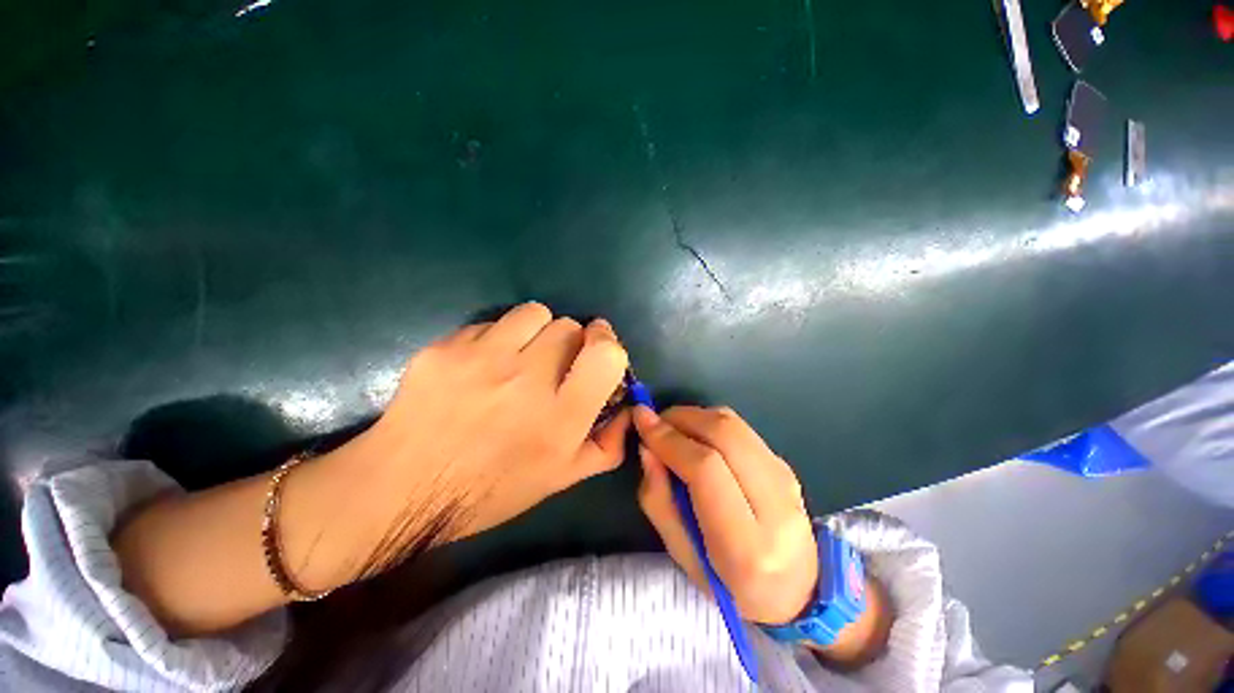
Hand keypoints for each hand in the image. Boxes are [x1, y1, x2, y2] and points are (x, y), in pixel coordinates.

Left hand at [341, 302, 631, 557]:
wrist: (401, 487)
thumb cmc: (488, 490)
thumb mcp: (560, 480)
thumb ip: (607, 445)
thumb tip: (631, 409)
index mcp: (560, 419)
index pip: (606, 355)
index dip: (607, 344)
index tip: (598, 347)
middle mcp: (528, 382)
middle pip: (570, 326)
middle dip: (571, 341)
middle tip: (554, 364)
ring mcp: (484, 359)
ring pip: (536, 313)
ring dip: (538, 330)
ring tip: (520, 356)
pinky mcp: (448, 347)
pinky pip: (492, 322)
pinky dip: (498, 337)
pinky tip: (481, 366)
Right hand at [633, 405, 816, 624]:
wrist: (795, 589)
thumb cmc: (728, 583)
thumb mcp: (680, 553)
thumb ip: (658, 499)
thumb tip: (647, 447)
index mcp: (747, 545)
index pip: (705, 469)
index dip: (669, 439)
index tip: (642, 421)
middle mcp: (775, 505)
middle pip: (724, 434)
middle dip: (681, 418)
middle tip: (655, 423)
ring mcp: (786, 479)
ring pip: (733, 424)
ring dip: (694, 416)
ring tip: (671, 428)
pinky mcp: (785, 464)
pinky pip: (740, 428)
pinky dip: (709, 423)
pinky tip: (695, 437)